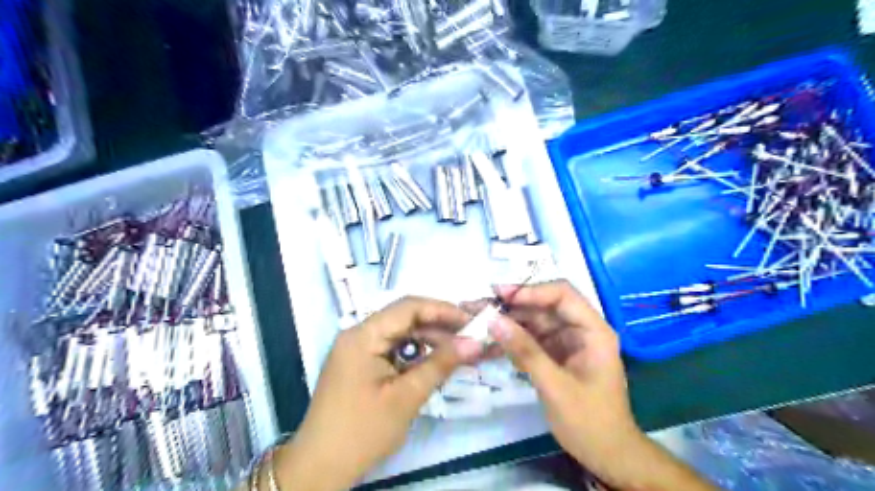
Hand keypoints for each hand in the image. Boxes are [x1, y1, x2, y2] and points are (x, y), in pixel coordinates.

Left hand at [273, 296, 481, 490]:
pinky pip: (393, 349)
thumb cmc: (362, 431)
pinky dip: (416, 354)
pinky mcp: (361, 364)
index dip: (442, 310)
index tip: (471, 321)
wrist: (320, 467)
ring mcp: (358, 349)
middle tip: (471, 338)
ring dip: (430, 341)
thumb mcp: (407, 397)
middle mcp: (359, 334)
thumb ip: (441, 364)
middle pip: (405, 319)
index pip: (408, 307)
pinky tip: (437, 363)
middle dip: (440, 327)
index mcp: (363, 335)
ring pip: (401, 334)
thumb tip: (475, 342)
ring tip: (461, 352)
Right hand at [486, 282, 717, 489]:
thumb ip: (525, 351)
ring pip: (536, 321)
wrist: (607, 455)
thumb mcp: (555, 386)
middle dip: (515, 305)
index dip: (531, 291)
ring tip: (482, 324)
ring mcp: (568, 342)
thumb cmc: (589, 421)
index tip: (500, 295)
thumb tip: (493, 320)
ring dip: (511, 322)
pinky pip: (533, 338)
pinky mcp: (557, 354)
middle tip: (483, 307)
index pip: (562, 295)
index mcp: (593, 330)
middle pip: (546, 305)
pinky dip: (515, 340)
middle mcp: (581, 329)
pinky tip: (495, 344)